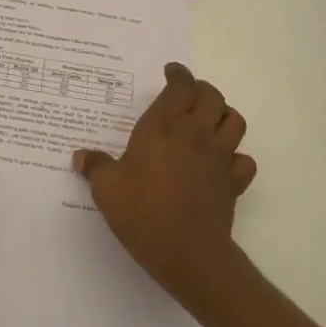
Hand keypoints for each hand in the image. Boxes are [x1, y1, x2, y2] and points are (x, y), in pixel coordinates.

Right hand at [72, 63, 256, 305]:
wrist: (188, 254)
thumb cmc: (143, 212)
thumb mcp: (106, 189)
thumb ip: (95, 167)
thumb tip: (81, 156)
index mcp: (164, 126)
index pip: (180, 86)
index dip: (178, 74)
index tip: (171, 72)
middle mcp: (195, 134)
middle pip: (212, 96)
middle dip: (201, 90)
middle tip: (186, 96)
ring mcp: (219, 157)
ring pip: (235, 121)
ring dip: (223, 115)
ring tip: (207, 122)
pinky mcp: (234, 183)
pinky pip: (244, 159)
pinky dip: (236, 156)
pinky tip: (221, 162)